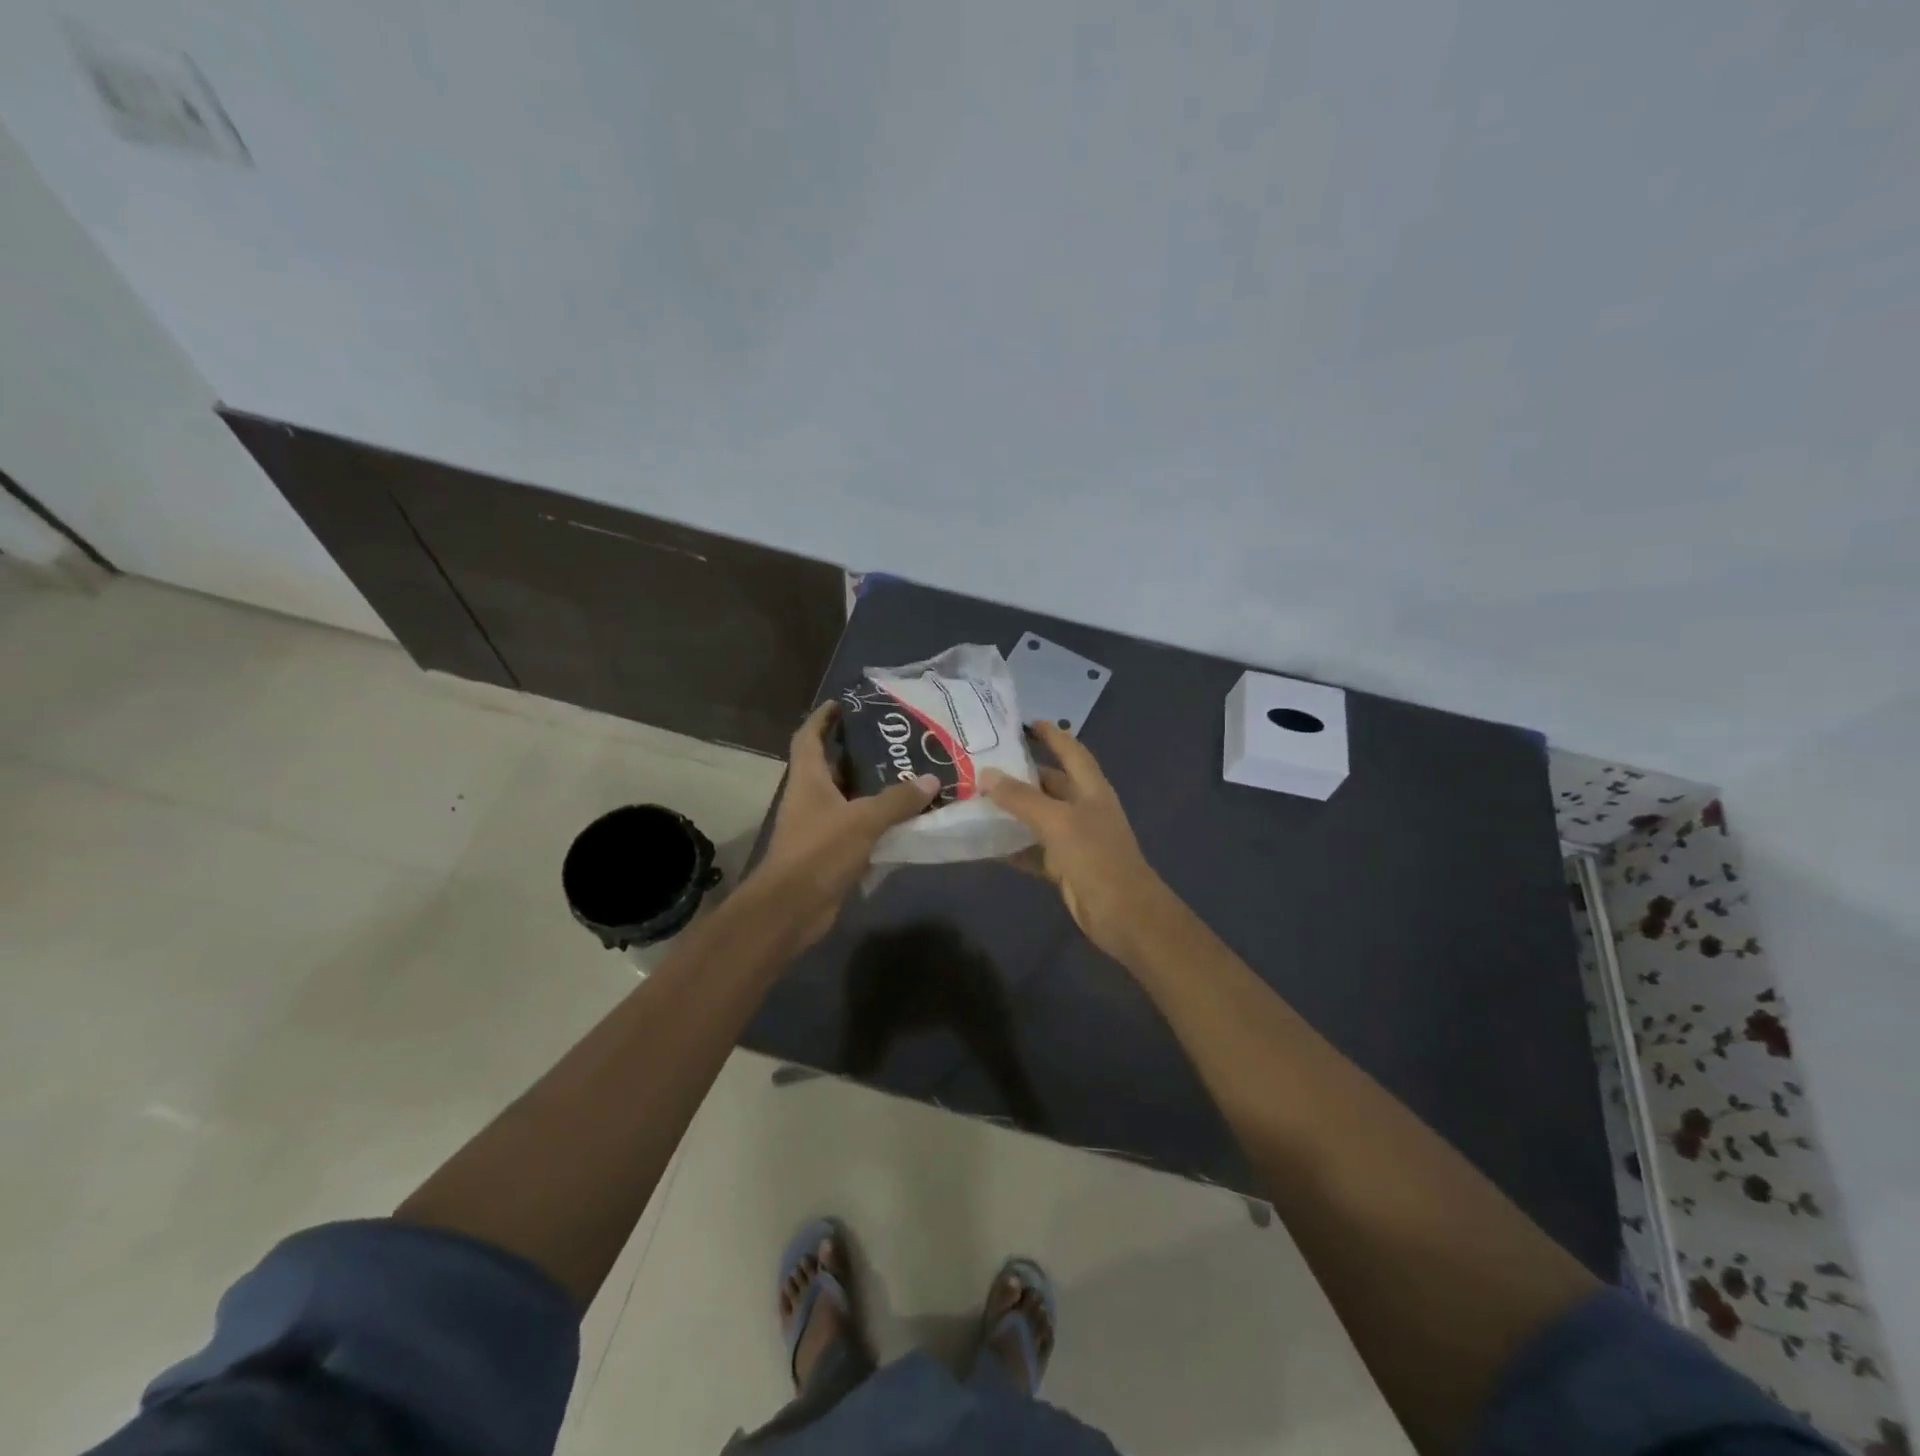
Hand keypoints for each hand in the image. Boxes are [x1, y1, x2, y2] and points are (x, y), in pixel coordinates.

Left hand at [755, 702, 939, 945]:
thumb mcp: (863, 820)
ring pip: (848, 798)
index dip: (822, 718)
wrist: (792, 908)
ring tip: (908, 773)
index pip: (809, 737)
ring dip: (872, 788)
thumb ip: (897, 800)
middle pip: (832, 765)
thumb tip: (931, 780)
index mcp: (808, 779)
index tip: (843, 703)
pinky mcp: (830, 852)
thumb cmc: (819, 852)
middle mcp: (810, 798)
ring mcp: (819, 826)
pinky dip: (877, 821)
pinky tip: (905, 817)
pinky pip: (857, 827)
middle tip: (894, 740)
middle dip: (858, 751)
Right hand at [982, 721, 1166, 961]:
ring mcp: (1073, 838)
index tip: (1024, 722)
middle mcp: (1082, 808)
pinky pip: (1032, 850)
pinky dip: (1012, 846)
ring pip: (1038, 817)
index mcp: (1090, 789)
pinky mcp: (1063, 866)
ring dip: (1012, 810)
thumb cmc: (1096, 857)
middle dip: (1021, 773)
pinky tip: (984, 843)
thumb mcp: (1057, 821)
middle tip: (983, 763)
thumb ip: (1021, 798)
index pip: (1070, 750)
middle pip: (1049, 783)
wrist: (1123, 914)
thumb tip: (986, 775)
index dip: (1051, 734)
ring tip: (976, 798)